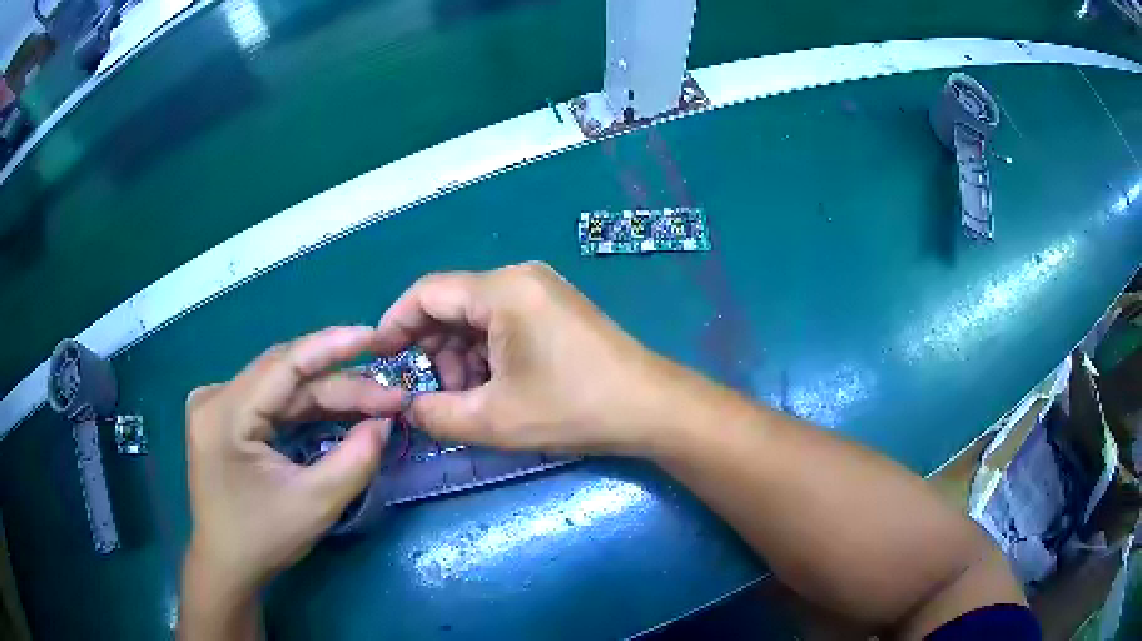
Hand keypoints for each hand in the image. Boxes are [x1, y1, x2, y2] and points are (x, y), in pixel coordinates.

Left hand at [183, 326, 402, 596]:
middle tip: (391, 398)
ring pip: (283, 388)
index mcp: (224, 413)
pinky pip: (273, 403)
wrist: (227, 567)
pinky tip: (341, 413)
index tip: (377, 337)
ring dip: (329, 396)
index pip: (284, 364)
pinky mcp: (225, 418)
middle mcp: (215, 396)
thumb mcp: (315, 504)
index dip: (333, 346)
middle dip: (341, 385)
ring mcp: (217, 405)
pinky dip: (309, 409)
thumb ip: (355, 459)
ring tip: (375, 404)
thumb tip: (385, 422)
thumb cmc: (263, 539)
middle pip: (287, 377)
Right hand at [375, 262, 677, 454]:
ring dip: (460, 358)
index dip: (394, 325)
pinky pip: (501, 323)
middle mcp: (518, 278)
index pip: (426, 294)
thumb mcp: (494, 419)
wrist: (650, 408)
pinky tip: (494, 389)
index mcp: (501, 290)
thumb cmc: (572, 408)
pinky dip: (486, 355)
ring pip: (475, 318)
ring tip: (469, 400)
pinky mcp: (553, 309)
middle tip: (435, 396)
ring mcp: (540, 291)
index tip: (379, 359)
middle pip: (451, 306)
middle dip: (432, 351)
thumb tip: (406, 409)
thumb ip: (436, 414)